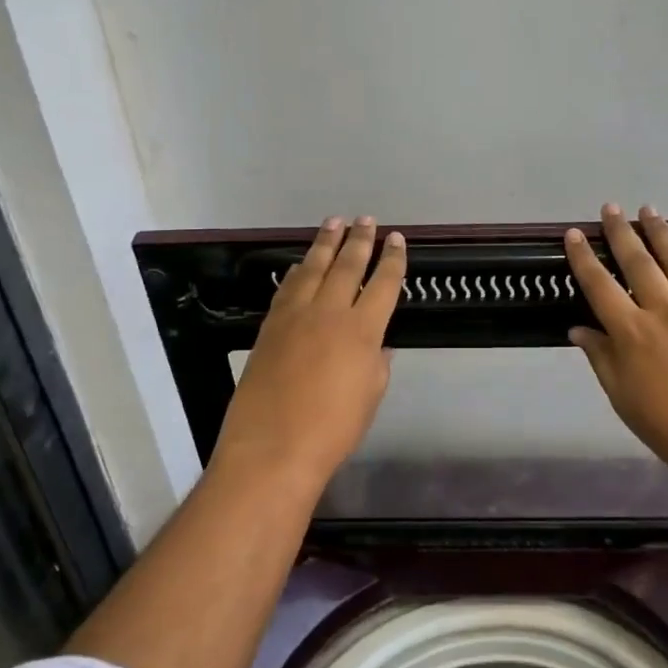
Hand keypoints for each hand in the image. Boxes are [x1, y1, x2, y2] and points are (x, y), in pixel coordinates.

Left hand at [215, 216, 405, 490]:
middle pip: (348, 266)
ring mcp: (296, 316)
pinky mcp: (270, 326)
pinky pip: (288, 287)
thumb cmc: (333, 429)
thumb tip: (376, 342)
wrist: (273, 447)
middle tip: (366, 220)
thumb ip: (376, 362)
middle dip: (360, 240)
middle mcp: (330, 312)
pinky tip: (302, 263)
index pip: (384, 284)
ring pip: (314, 268)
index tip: (397, 240)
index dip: (393, 260)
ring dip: (326, 243)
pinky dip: (298, 270)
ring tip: (334, 222)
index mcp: (363, 330)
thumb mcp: (370, 395)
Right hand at [565, 204, 667, 484]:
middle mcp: (665, 310)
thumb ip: (601, 358)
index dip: (584, 257)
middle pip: (638, 262)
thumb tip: (578, 329)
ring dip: (662, 232)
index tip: (575, 233)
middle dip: (621, 232)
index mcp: (632, 332)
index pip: (600, 285)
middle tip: (611, 207)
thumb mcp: (622, 398)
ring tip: (650, 210)